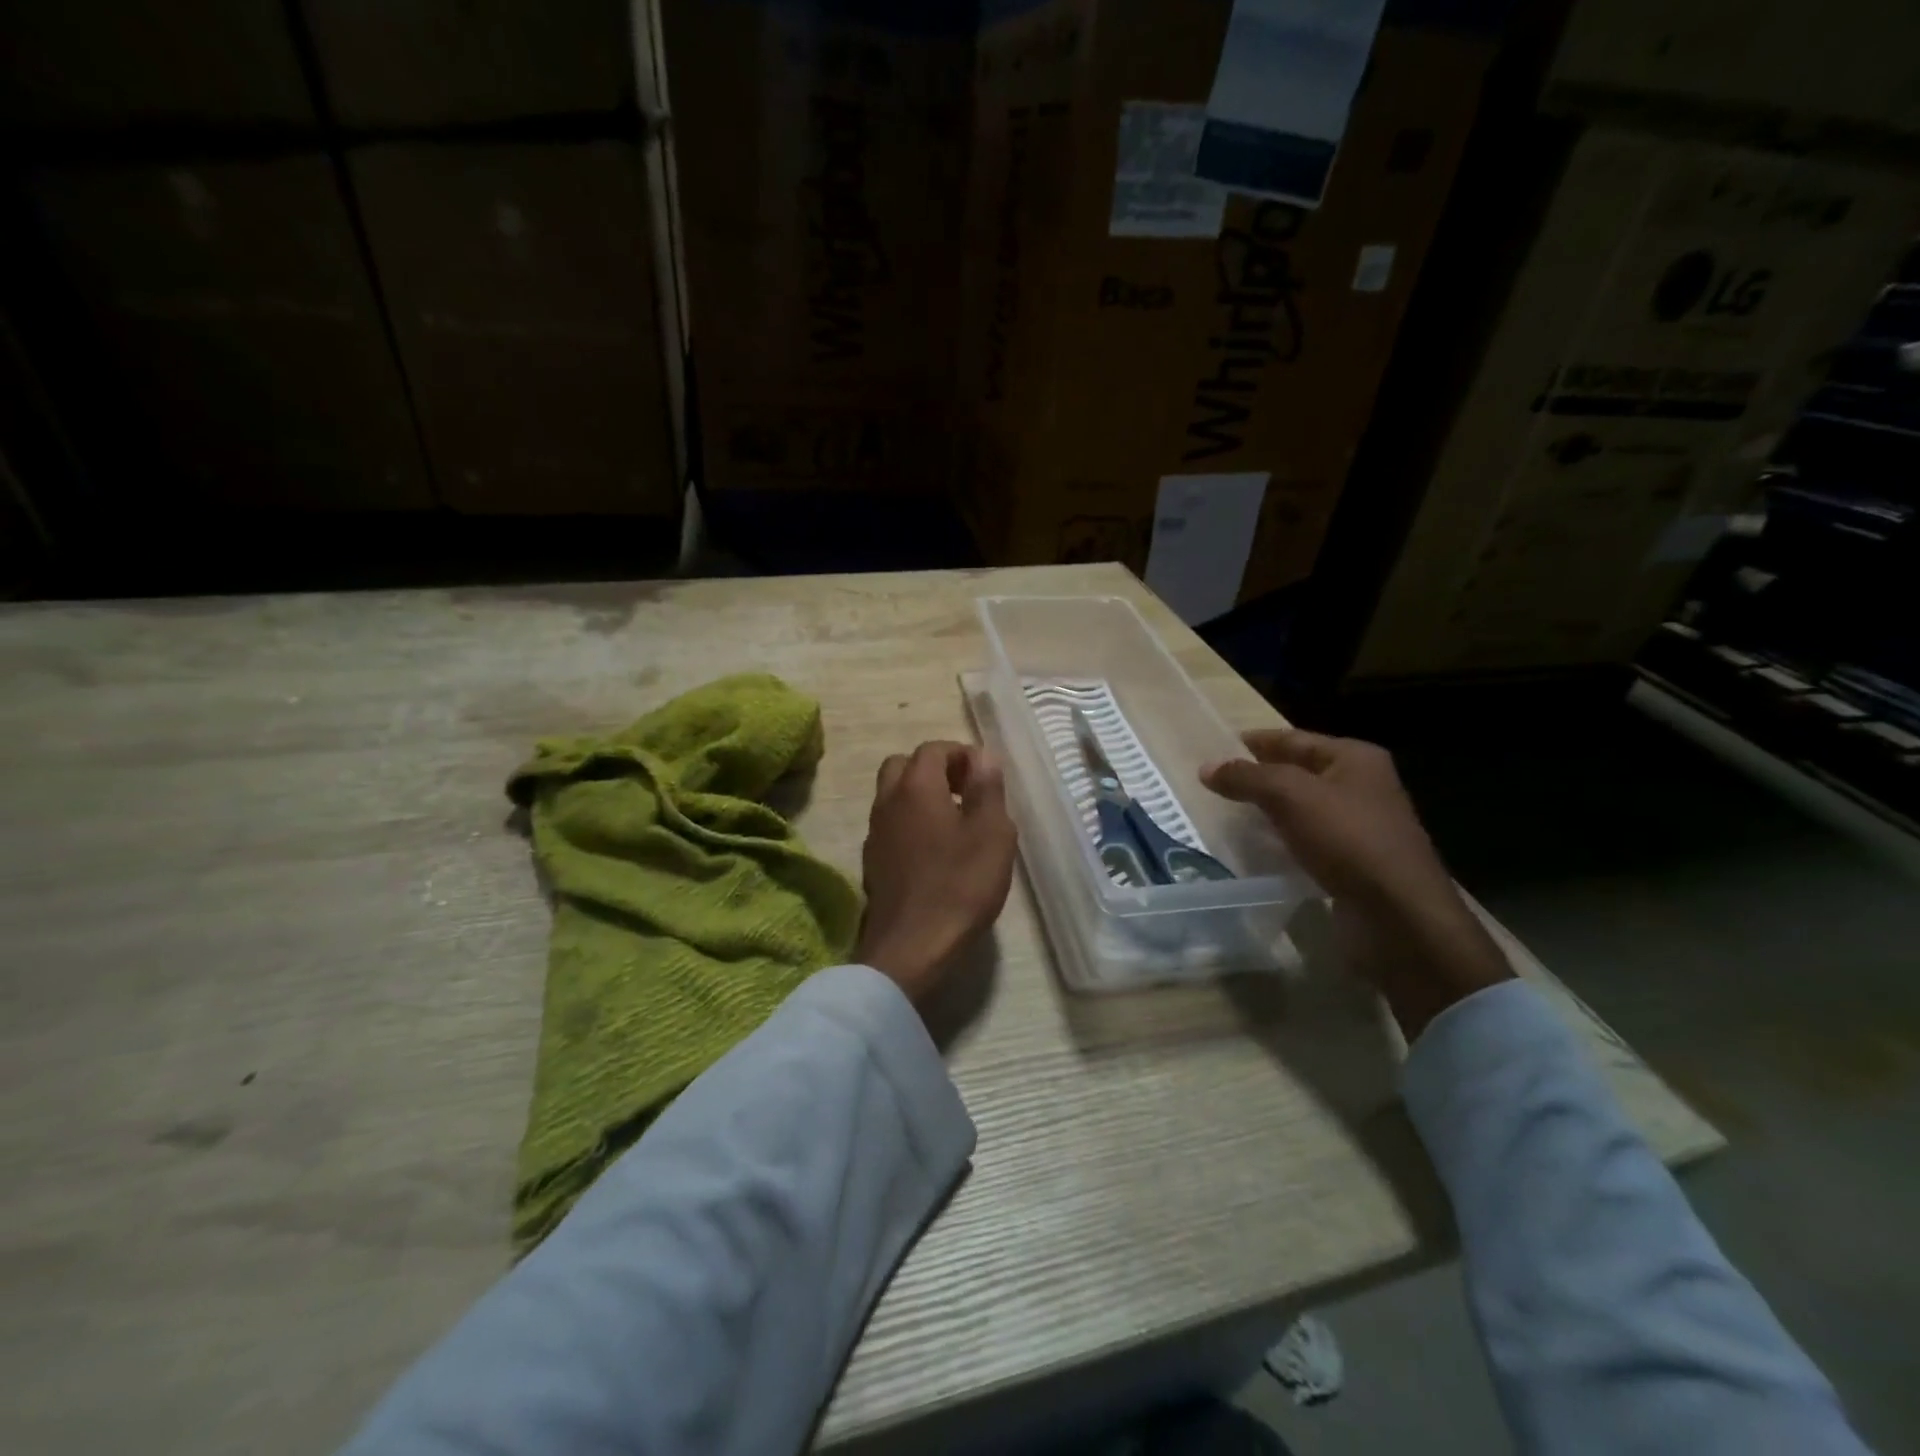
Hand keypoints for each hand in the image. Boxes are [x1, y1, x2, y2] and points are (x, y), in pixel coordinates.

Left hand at [855, 741, 1017, 1009]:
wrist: (912, 946)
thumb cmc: (960, 885)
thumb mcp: (992, 833)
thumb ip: (987, 788)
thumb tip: (982, 755)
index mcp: (916, 787)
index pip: (932, 749)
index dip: (960, 754)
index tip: (984, 775)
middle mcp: (887, 802)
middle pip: (903, 766)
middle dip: (935, 769)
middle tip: (965, 791)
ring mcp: (875, 833)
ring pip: (893, 796)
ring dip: (920, 796)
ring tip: (956, 821)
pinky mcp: (873, 862)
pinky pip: (890, 825)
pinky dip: (910, 823)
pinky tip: (935, 851)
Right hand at [1201, 729, 1511, 1040]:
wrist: (1396, 913)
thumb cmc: (1347, 839)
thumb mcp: (1290, 796)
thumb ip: (1246, 777)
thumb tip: (1206, 768)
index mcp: (1354, 758)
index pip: (1293, 739)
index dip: (1255, 742)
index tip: (1218, 747)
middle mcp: (1361, 786)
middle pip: (1298, 772)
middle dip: (1260, 776)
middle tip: (1217, 782)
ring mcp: (1360, 825)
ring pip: (1302, 808)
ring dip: (1268, 810)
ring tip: (1228, 813)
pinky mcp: (1353, 861)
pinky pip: (1308, 839)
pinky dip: (1282, 839)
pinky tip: (1257, 847)